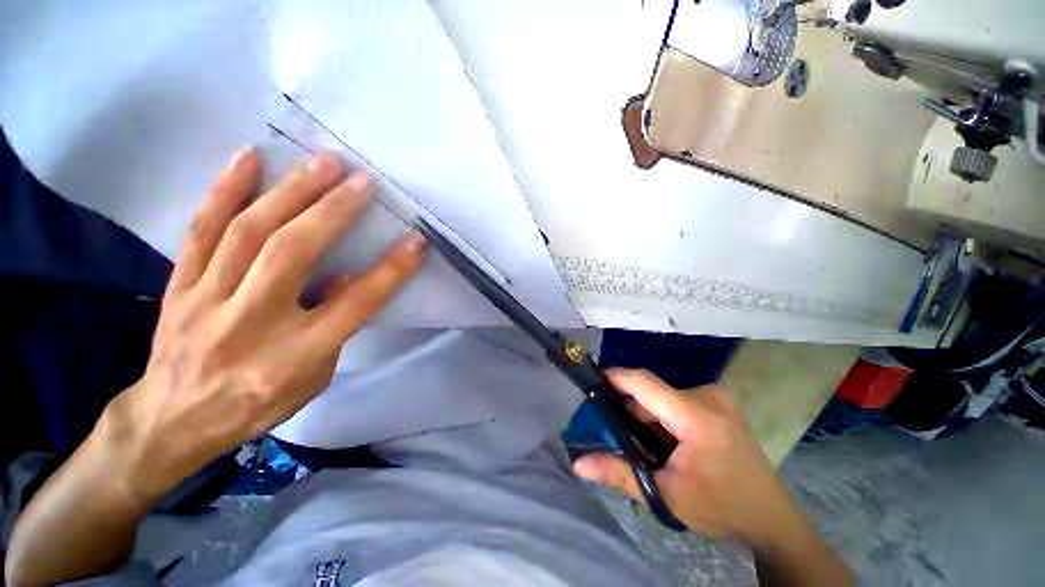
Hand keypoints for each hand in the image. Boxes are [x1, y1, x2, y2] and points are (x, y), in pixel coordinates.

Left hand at [105, 147, 428, 501]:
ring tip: (321, 161)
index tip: (416, 241)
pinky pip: (200, 230)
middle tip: (361, 180)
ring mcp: (209, 299)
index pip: (356, 303)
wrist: (173, 419)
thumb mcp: (315, 379)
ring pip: (248, 232)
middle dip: (333, 211)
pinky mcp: (181, 284)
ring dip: (290, 191)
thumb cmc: (259, 403)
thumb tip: (344, 276)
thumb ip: (335, 329)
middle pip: (294, 253)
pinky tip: (248, 158)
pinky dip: (224, 190)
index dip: (391, 269)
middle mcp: (252, 322)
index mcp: (295, 355)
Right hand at [573, 369, 799, 545]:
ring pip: (663, 395)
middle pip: (652, 391)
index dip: (615, 377)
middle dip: (630, 407)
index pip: (644, 383)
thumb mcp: (666, 495)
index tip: (592, 380)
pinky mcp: (719, 401)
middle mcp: (707, 396)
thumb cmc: (720, 507)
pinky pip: (676, 398)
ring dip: (647, 412)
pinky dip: (663, 414)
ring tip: (643, 441)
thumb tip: (578, 463)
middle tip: (617, 431)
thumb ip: (619, 474)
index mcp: (696, 416)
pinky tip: (665, 438)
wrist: (770, 516)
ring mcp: (716, 397)